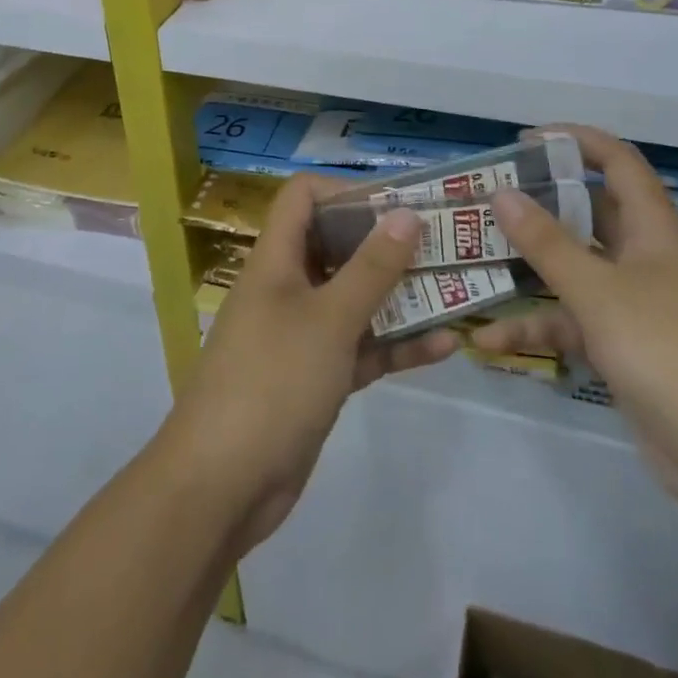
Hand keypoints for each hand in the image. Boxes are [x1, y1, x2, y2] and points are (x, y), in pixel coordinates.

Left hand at [156, 174, 460, 550]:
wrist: (222, 486)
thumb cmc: (273, 381)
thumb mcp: (329, 319)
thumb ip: (371, 268)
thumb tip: (406, 213)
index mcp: (277, 259)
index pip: (304, 197)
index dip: (347, 192)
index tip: (398, 205)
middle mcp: (288, 287)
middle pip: (337, 246)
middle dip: (387, 243)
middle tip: (442, 243)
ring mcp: (302, 334)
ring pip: (355, 299)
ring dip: (400, 295)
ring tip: (455, 288)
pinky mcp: (317, 377)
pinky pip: (360, 347)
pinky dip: (395, 345)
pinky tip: (444, 345)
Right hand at [471, 125, 677, 513]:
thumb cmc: (669, 351)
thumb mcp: (598, 292)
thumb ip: (546, 243)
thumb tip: (503, 193)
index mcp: (654, 230)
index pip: (618, 163)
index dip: (575, 141)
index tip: (525, 141)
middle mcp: (647, 259)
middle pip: (589, 215)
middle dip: (541, 206)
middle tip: (489, 201)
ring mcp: (638, 306)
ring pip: (576, 272)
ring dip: (530, 272)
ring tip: (476, 262)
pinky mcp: (628, 349)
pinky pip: (576, 323)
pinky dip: (539, 329)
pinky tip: (492, 341)